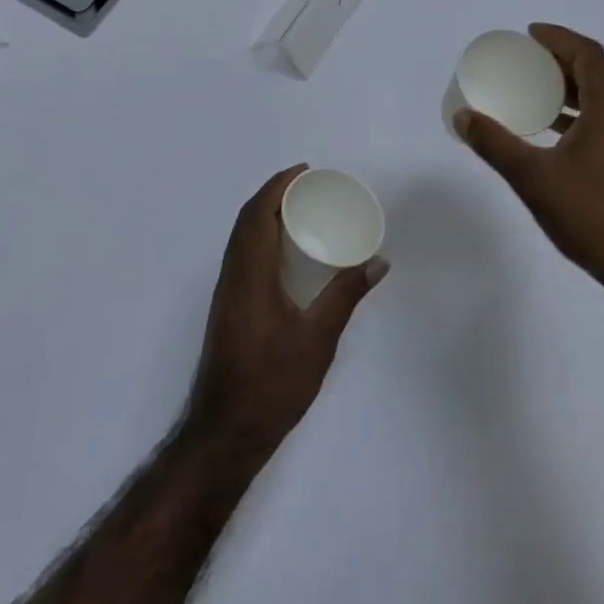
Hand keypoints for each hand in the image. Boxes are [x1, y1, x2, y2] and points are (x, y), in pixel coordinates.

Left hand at [187, 166, 387, 455]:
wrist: (225, 431)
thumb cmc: (272, 384)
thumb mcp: (317, 340)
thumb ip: (345, 296)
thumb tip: (378, 262)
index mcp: (250, 275)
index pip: (257, 214)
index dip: (278, 185)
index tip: (305, 172)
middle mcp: (232, 276)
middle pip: (246, 219)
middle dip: (273, 193)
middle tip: (308, 185)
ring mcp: (227, 292)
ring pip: (241, 237)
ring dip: (265, 213)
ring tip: (300, 209)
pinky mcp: (228, 307)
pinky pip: (242, 254)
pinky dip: (261, 236)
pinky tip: (285, 251)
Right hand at [455, 24, 603, 297]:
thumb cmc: (593, 215)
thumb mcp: (534, 178)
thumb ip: (496, 144)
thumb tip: (463, 117)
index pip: (589, 54)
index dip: (559, 38)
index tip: (529, 35)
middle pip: (597, 73)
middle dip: (560, 62)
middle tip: (525, 62)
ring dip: (570, 91)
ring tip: (534, 95)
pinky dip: (580, 116)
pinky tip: (554, 137)